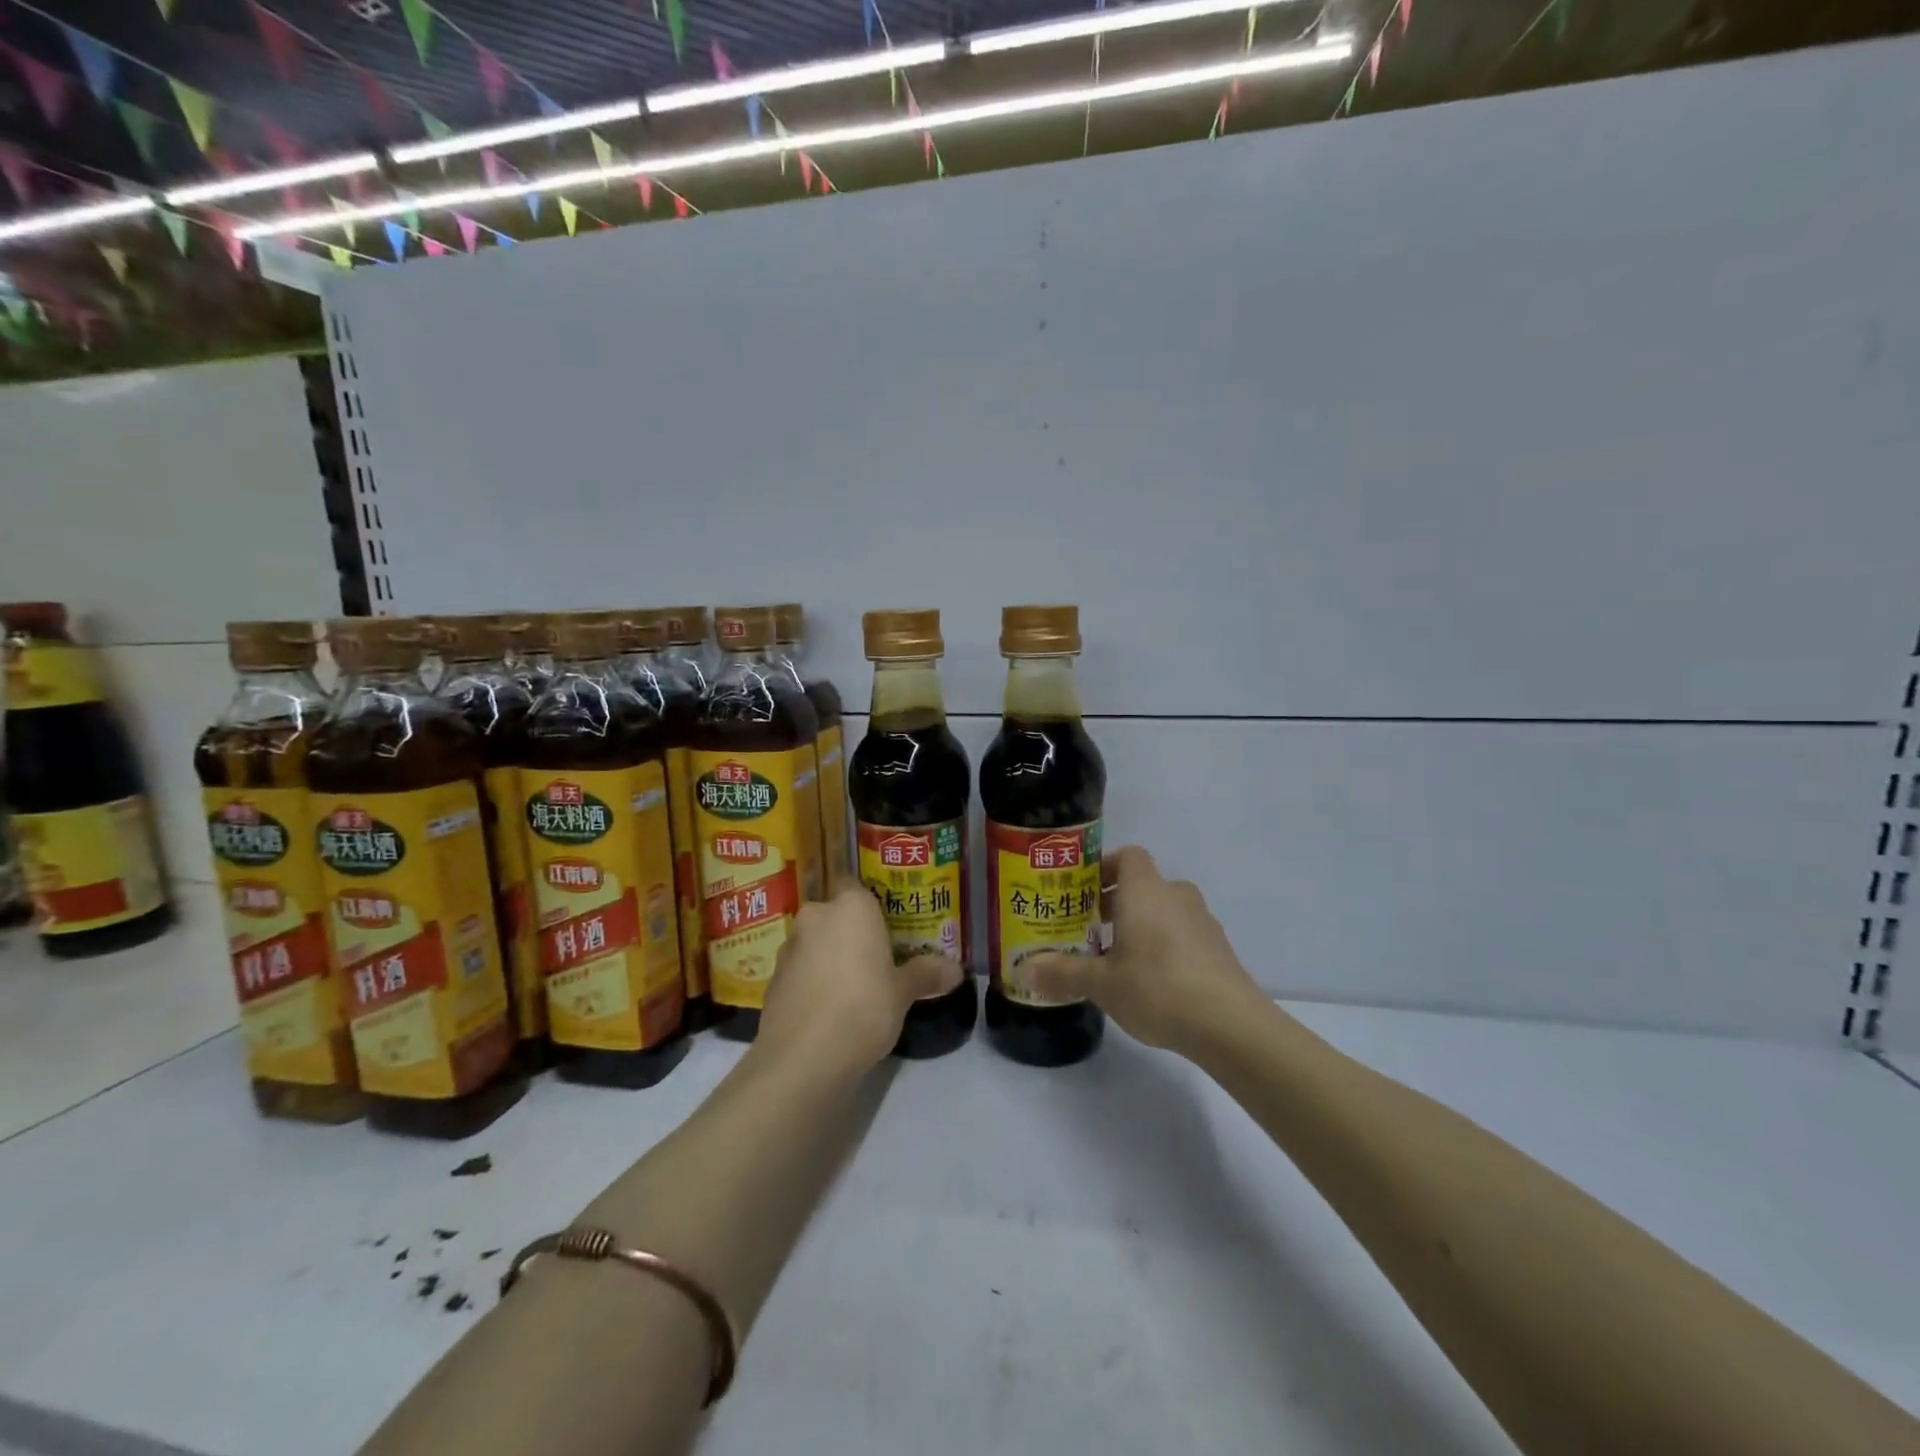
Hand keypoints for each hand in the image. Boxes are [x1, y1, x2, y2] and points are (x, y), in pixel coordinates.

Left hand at [755, 886, 962, 1074]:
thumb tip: (957, 970)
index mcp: (851, 907)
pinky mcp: (773, 980)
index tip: (886, 924)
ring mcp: (789, 947)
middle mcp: (816, 917)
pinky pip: (799, 970)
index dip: (869, 903)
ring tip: (852, 986)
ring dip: (828, 956)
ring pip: (814, 942)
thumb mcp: (903, 992)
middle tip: (875, 956)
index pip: (856, 885)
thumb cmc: (864, 1007)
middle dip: (849, 932)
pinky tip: (828, 1009)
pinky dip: (811, 982)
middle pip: (834, 914)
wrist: (803, 1056)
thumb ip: (926, 974)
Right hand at [1020, 845, 1264, 1056]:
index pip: (1127, 856)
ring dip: (1140, 924)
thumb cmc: (1157, 988)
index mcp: (1145, 890)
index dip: (1104, 867)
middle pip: (1143, 884)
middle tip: (1089, 929)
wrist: (1230, 1024)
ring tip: (1116, 958)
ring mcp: (1202, 921)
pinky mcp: (1218, 948)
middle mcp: (1175, 895)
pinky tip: (1151, 980)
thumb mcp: (1102, 984)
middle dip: (1115, 902)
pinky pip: (1182, 932)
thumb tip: (1024, 970)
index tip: (1083, 892)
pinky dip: (1163, 944)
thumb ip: (1063, 973)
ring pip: (1163, 910)